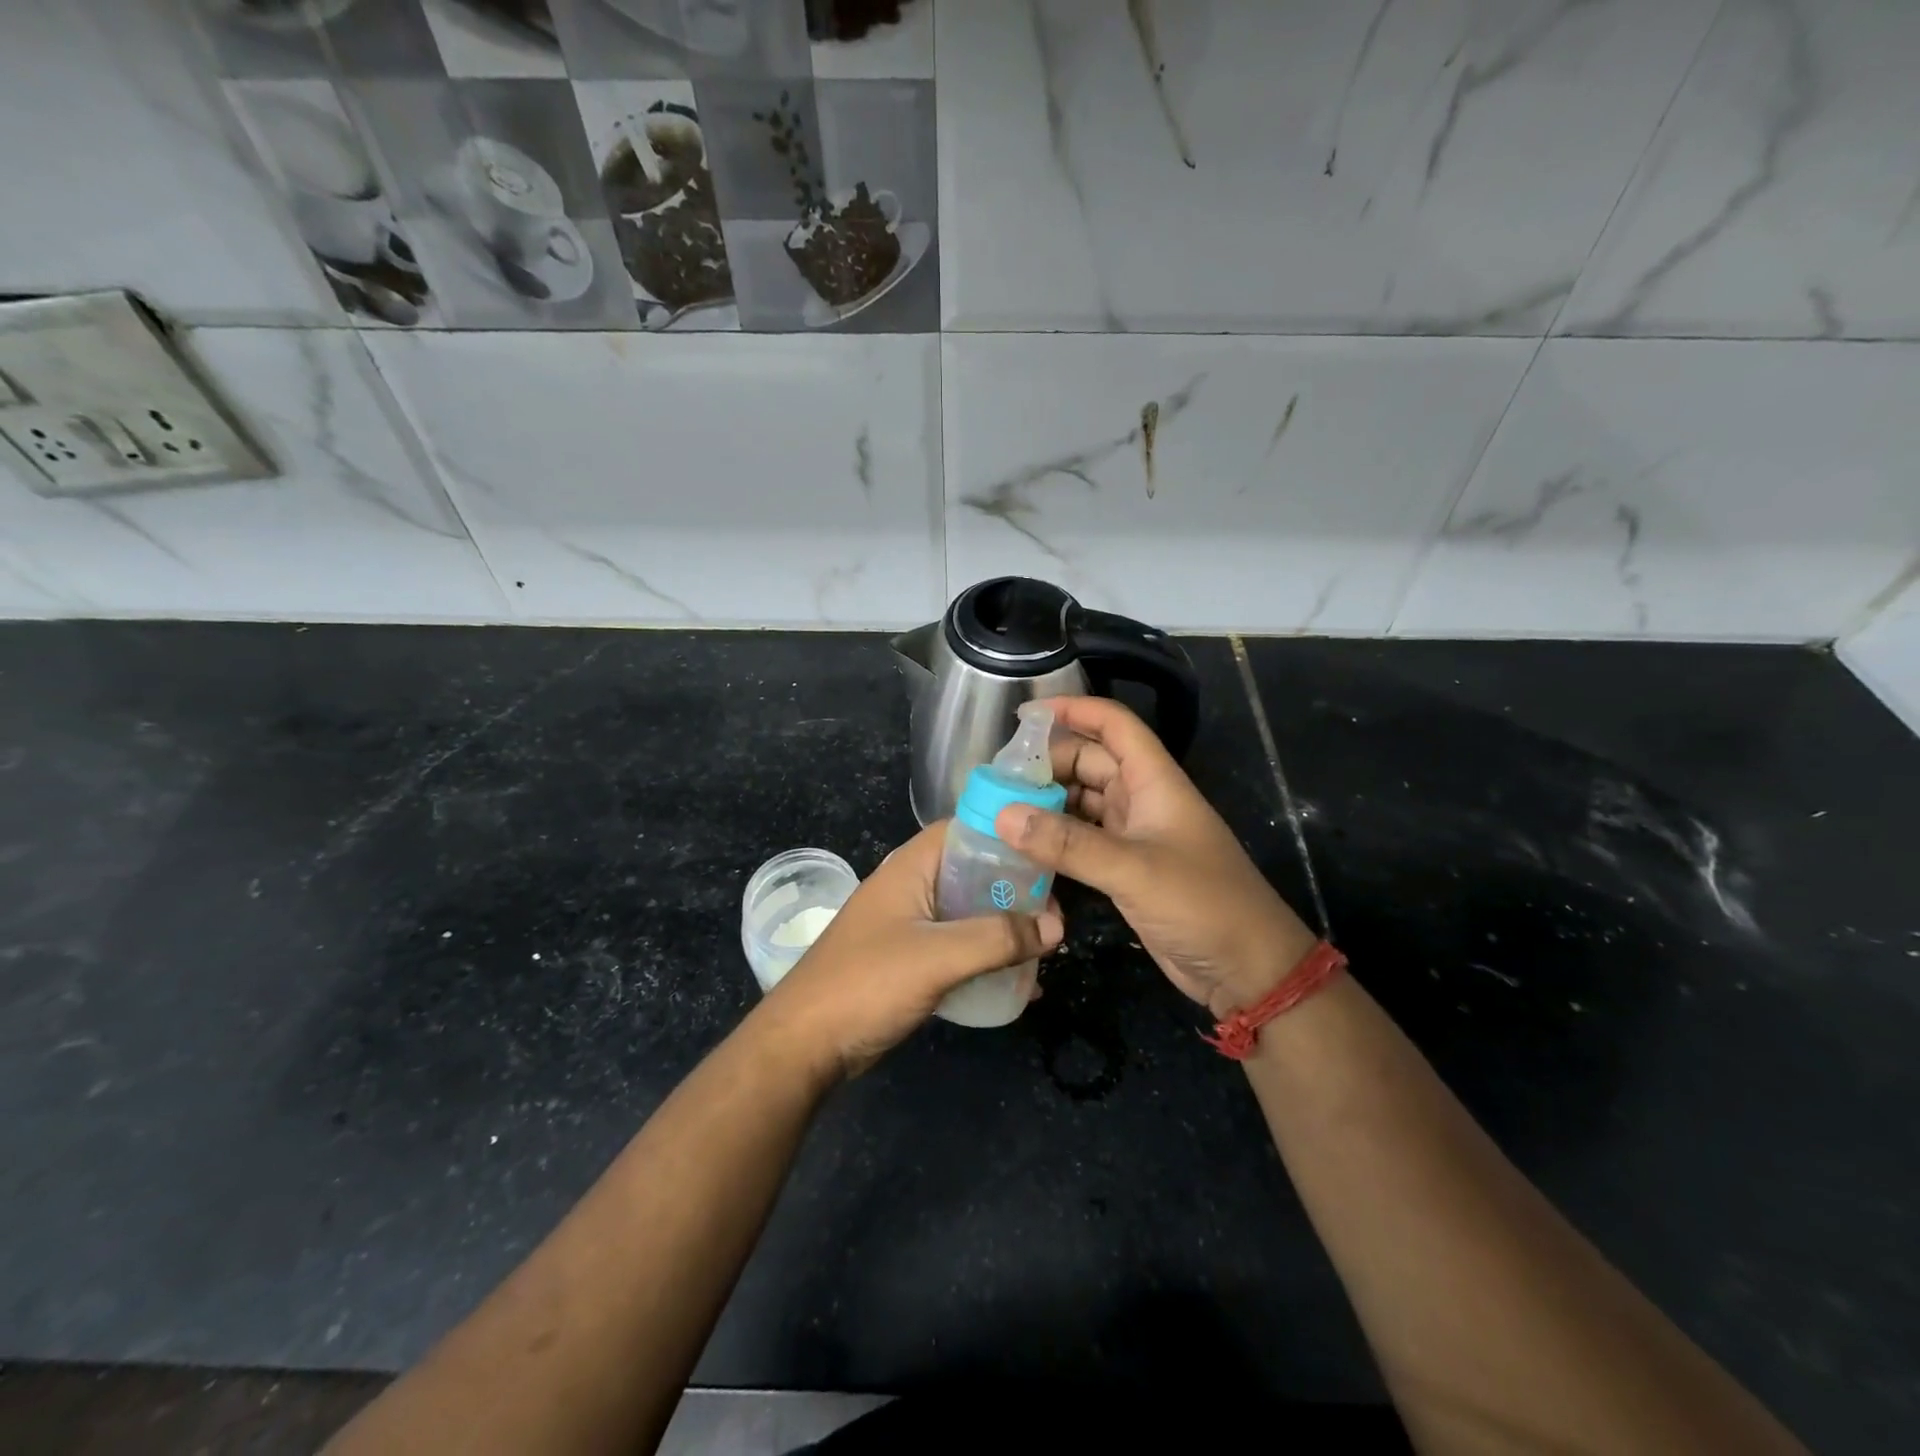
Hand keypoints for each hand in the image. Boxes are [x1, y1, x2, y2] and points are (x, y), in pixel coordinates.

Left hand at [751, 822, 1063, 1080]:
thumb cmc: (867, 984)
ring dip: (1004, 926)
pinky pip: (958, 947)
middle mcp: (910, 888)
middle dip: (1015, 889)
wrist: (804, 1046)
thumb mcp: (937, 956)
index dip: (1007, 835)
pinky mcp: (909, 960)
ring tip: (1045, 946)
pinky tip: (1018, 981)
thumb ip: (997, 938)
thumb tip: (1057, 926)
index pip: (965, 829)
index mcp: (910, 868)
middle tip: (1054, 914)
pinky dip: (987, 956)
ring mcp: (908, 925)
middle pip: (972, 872)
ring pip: (968, 912)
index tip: (1048, 856)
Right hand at [996, 696, 1316, 1019]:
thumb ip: (1068, 844)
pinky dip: (1054, 839)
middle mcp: (1142, 799)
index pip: (1113, 725)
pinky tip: (1022, 847)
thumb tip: (1002, 816)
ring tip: (998, 809)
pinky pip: (1081, 839)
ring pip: (1081, 802)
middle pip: (1089, 762)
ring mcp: (1133, 835)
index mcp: (1154, 781)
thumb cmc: (1202, 905)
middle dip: (1047, 764)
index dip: (1073, 711)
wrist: (1248, 969)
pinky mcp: (1125, 868)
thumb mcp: (1134, 870)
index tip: (1023, 716)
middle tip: (997, 779)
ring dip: (1046, 802)